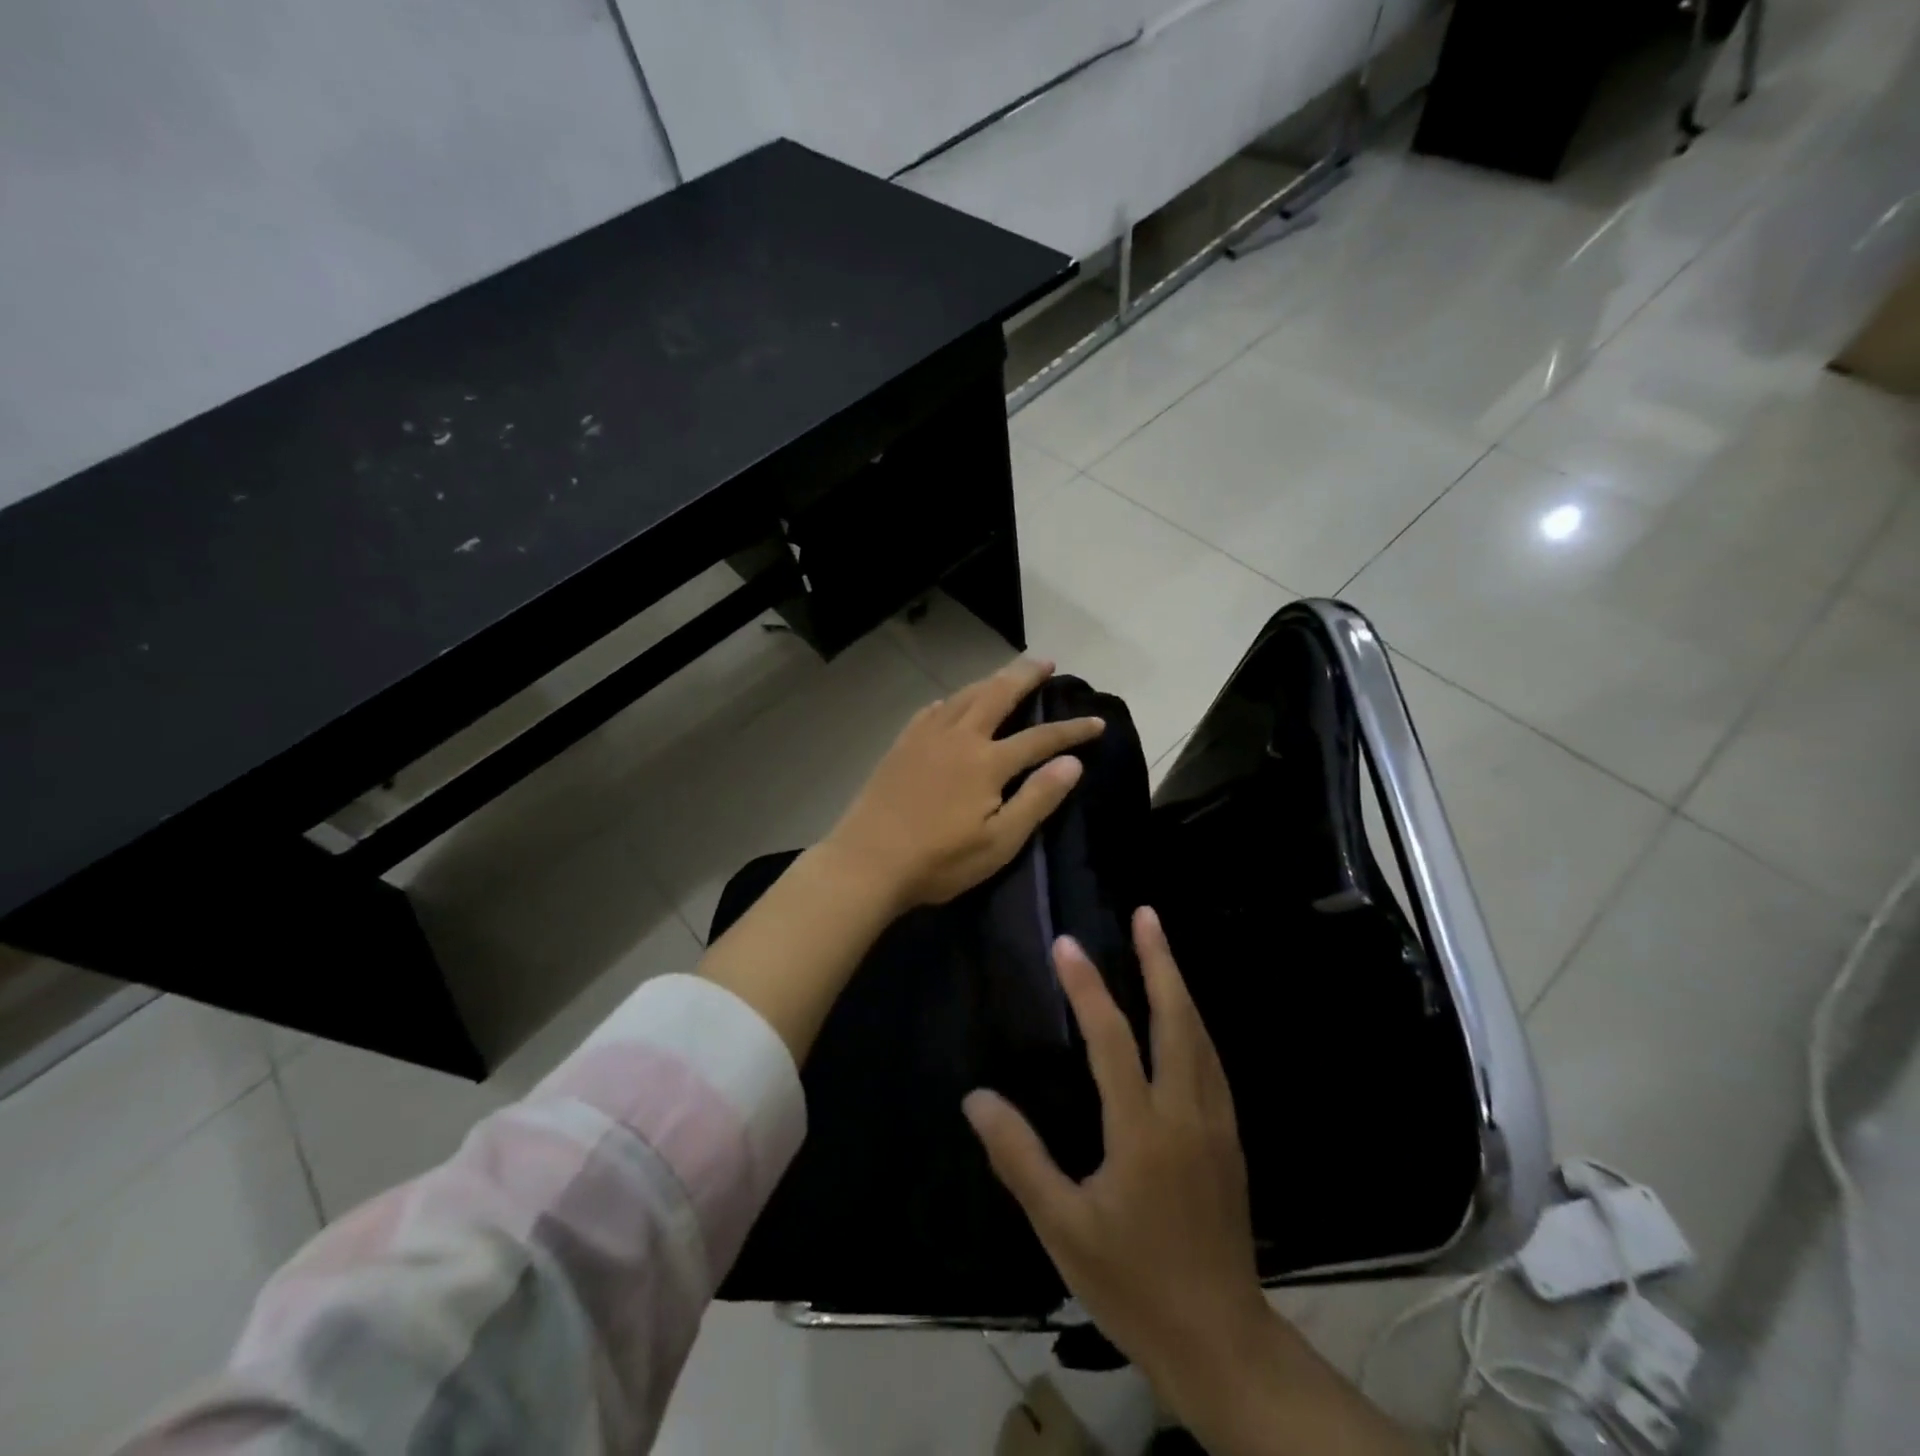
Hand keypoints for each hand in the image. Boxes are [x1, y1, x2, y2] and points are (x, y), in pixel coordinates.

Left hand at [822, 659, 1104, 913]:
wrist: (867, 862)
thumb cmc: (939, 860)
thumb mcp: (999, 842)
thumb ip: (1037, 799)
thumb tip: (1072, 763)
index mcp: (987, 762)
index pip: (1040, 738)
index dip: (1071, 730)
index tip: (1097, 721)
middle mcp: (959, 737)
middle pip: (998, 694)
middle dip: (1026, 676)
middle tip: (1046, 662)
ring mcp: (925, 737)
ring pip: (964, 695)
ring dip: (990, 680)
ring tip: (1007, 674)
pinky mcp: (901, 745)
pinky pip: (933, 710)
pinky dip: (952, 701)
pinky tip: (952, 704)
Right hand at [963, 908, 1269, 1396]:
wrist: (1220, 1339)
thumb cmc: (1133, 1282)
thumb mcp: (1062, 1228)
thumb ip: (1019, 1158)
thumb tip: (976, 1098)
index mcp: (1143, 1130)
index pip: (1112, 1040)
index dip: (1087, 988)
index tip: (1066, 946)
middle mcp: (1186, 1112)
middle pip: (1176, 1020)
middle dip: (1160, 961)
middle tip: (1146, 915)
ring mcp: (1216, 1124)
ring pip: (1202, 1037)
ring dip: (1180, 986)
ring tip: (1162, 948)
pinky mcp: (1230, 1139)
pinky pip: (1213, 1062)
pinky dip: (1195, 1024)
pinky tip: (1185, 1019)